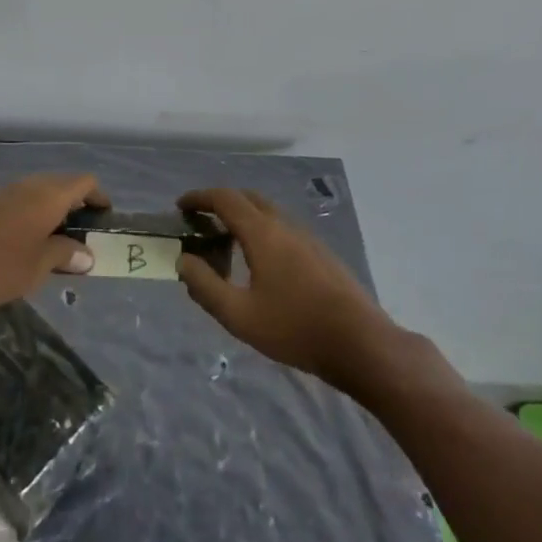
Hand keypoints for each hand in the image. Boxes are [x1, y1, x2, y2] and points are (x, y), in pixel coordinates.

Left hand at [0, 172, 105, 319]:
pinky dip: (32, 216)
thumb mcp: (38, 267)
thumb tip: (86, 254)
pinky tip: (26, 244)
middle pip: (61, 184)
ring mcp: (3, 194)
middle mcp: (28, 186)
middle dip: (76, 205)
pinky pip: (20, 203)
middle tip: (84, 235)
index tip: (105, 219)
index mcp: (48, 196)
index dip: (98, 196)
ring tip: (57, 243)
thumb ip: (64, 255)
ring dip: (52, 212)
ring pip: (38, 193)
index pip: (84, 182)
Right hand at [175, 188, 398, 389]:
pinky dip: (261, 231)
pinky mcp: (321, 253)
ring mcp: (307, 237)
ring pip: (268, 213)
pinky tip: (260, 264)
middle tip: (201, 222)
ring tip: (226, 244)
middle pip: (247, 198)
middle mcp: (284, 225)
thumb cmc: (295, 328)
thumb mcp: (239, 315)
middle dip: (220, 203)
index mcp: (262, 232)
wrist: (361, 343)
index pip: (225, 199)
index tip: (181, 206)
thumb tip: (184, 261)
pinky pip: (282, 228)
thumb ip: (205, 286)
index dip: (199, 198)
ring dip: (243, 217)